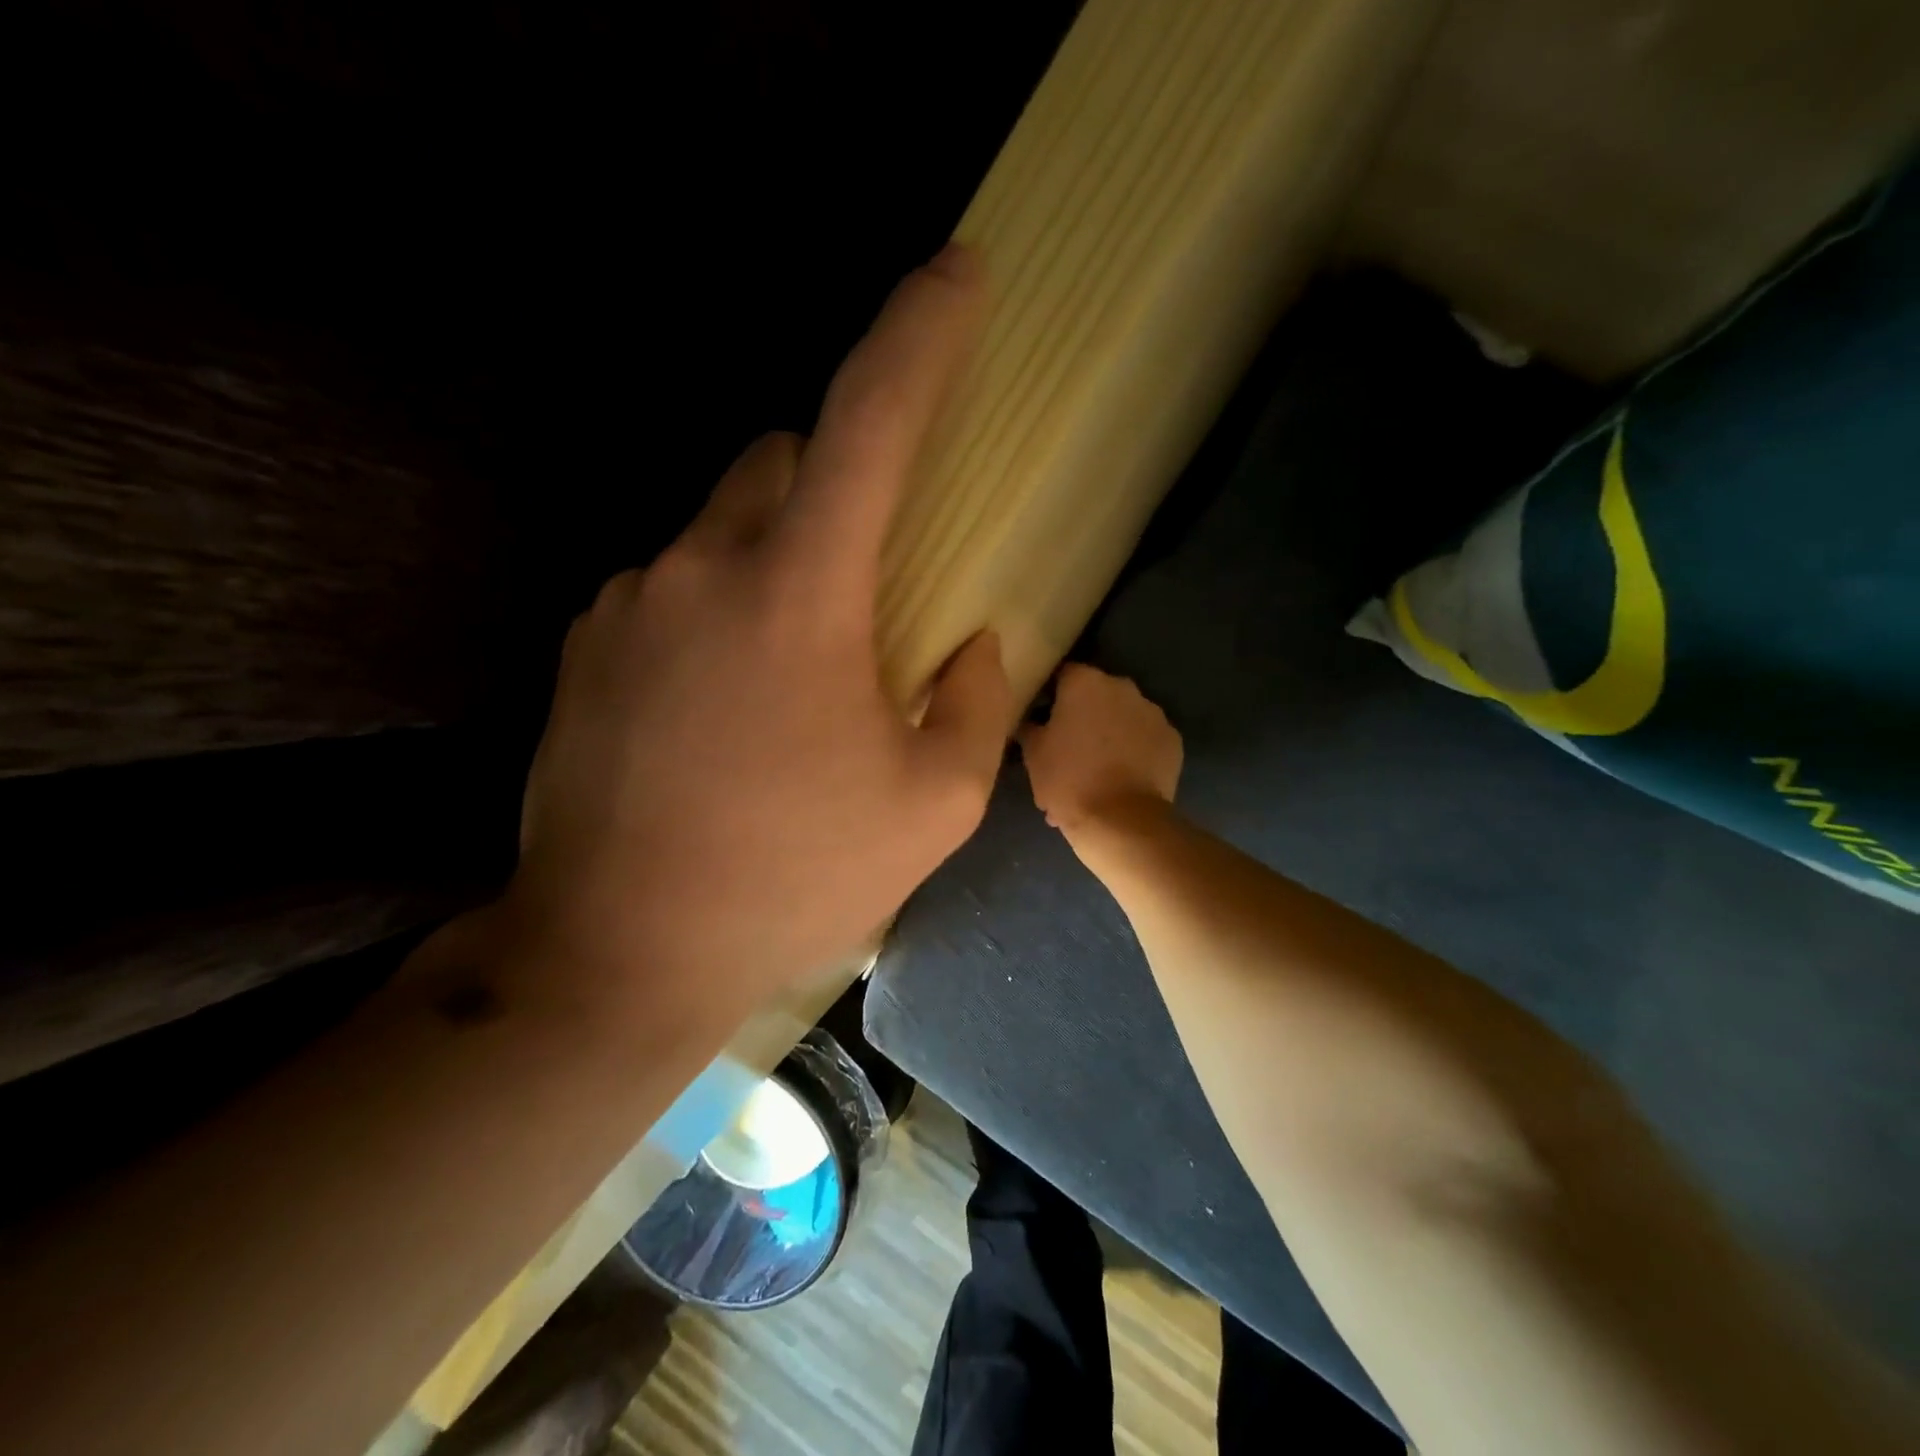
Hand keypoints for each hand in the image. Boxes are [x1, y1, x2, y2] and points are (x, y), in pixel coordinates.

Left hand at [509, 246, 1011, 1016]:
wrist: (619, 952)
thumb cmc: (792, 878)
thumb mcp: (931, 806)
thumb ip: (976, 705)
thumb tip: (977, 644)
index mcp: (800, 594)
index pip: (869, 423)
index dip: (920, 335)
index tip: (958, 271)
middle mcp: (699, 566)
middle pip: (780, 461)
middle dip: (835, 491)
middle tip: (864, 588)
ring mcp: (626, 601)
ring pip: (720, 526)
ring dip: (774, 561)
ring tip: (793, 675)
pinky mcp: (584, 644)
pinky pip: (670, 585)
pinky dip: (715, 609)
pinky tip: (723, 707)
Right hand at [1020, 664, 1181, 831]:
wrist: (1120, 820)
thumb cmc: (1068, 780)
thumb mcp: (1033, 754)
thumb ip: (1031, 727)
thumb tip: (1032, 721)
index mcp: (1084, 683)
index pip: (1063, 675)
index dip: (1052, 696)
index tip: (1044, 719)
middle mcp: (1122, 687)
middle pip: (1097, 694)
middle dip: (1084, 715)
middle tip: (1069, 748)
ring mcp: (1152, 712)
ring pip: (1123, 716)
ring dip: (1111, 732)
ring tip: (1098, 769)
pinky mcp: (1172, 739)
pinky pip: (1146, 738)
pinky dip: (1136, 751)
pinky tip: (1123, 777)